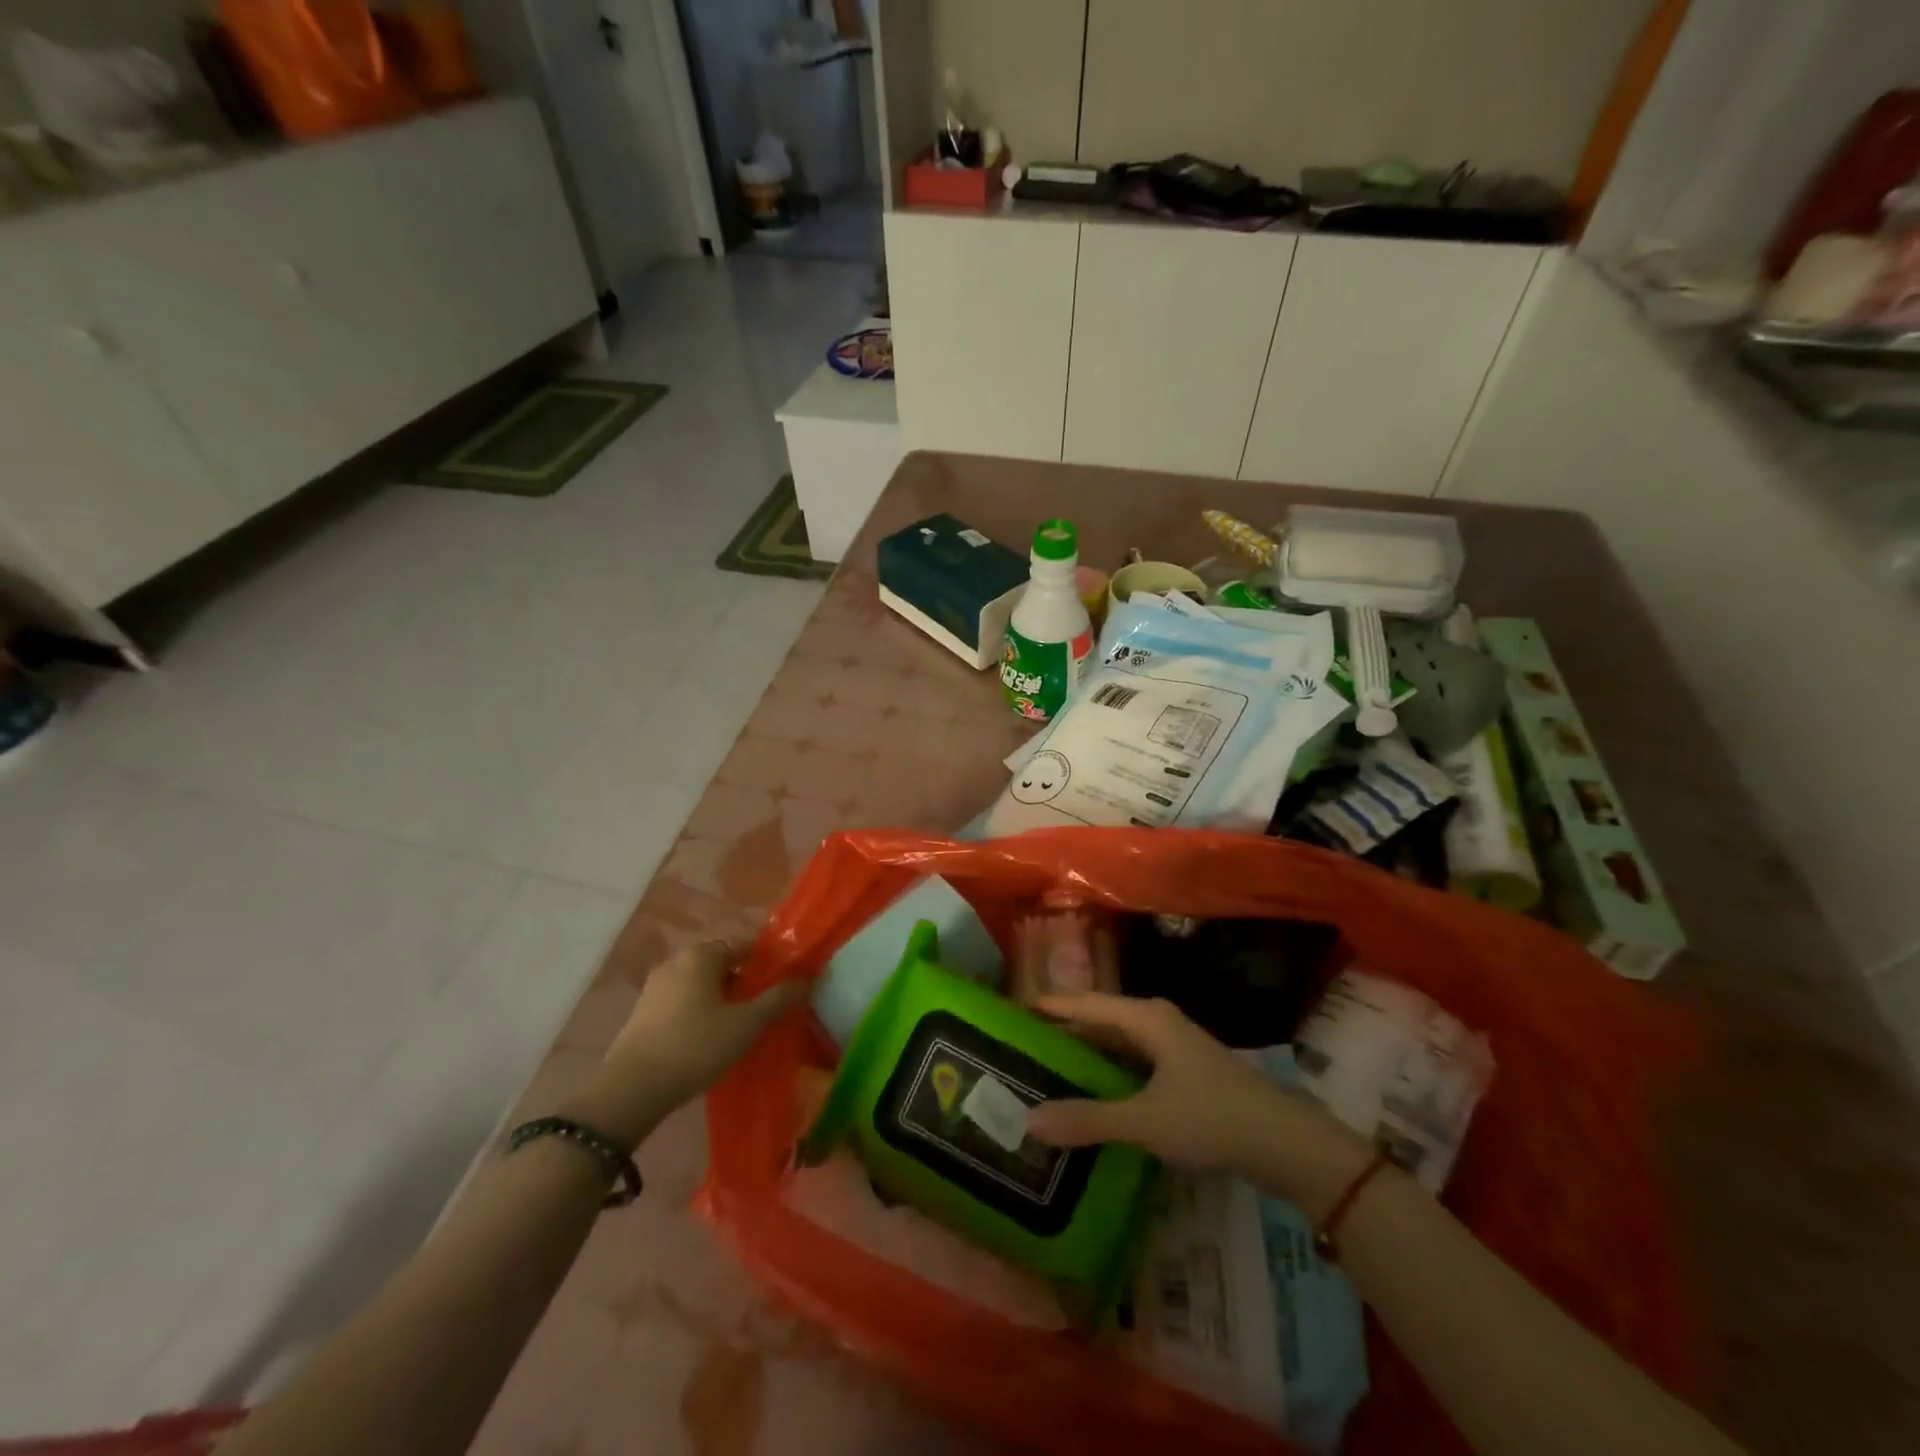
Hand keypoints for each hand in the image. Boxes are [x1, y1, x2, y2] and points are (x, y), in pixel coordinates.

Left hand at [575, 942, 804, 1146]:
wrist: (631, 1090)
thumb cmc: (696, 1046)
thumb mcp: (746, 1024)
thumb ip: (778, 998)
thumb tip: (806, 978)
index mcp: (701, 955)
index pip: (743, 946)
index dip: (765, 964)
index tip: (781, 986)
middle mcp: (676, 962)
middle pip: (720, 965)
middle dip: (743, 983)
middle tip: (762, 1010)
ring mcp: (654, 987)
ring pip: (699, 985)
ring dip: (720, 1000)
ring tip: (738, 1028)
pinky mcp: (641, 1014)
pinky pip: (681, 1003)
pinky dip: (698, 1013)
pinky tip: (707, 1039)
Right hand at [1025, 993, 1372, 1214]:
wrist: (1286, 1144)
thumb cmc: (1211, 1118)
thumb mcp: (1144, 1121)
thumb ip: (1087, 1120)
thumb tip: (1028, 1121)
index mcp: (1146, 1018)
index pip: (1084, 1002)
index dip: (1049, 1006)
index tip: (1011, 1010)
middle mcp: (1157, 1022)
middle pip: (1099, 1020)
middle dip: (1063, 1034)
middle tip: (1021, 1049)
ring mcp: (1173, 1047)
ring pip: (1117, 1044)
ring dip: (1086, 1057)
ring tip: (1046, 1074)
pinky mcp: (1184, 1072)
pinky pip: (1133, 1064)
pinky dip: (1108, 1075)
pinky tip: (1092, 1098)